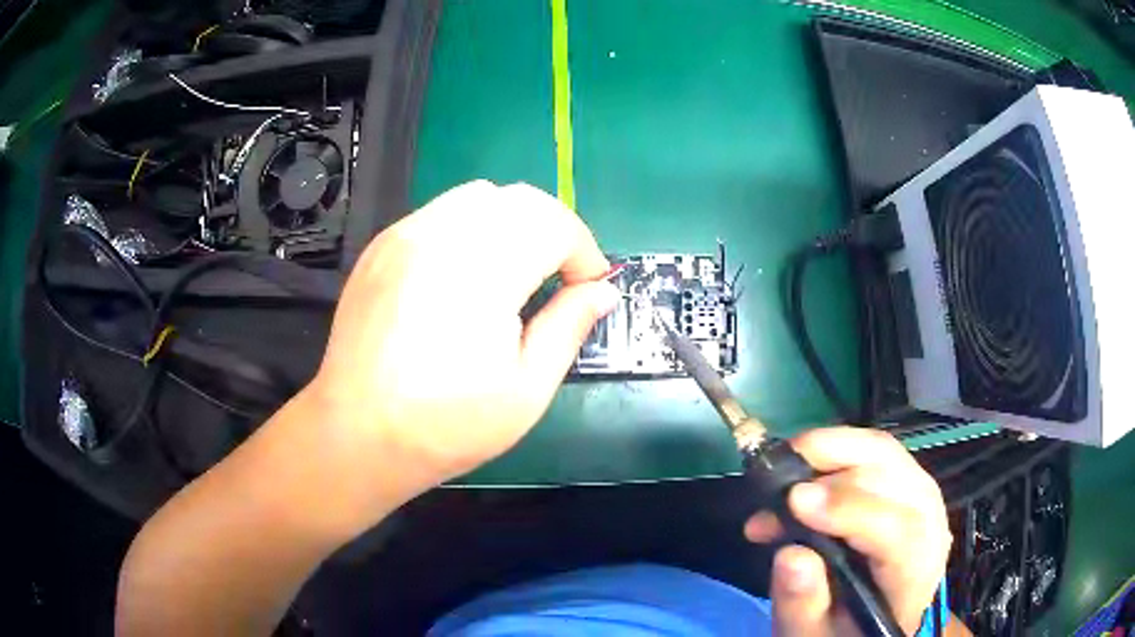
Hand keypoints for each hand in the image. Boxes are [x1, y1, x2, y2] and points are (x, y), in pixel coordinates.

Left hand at [304, 180, 618, 527]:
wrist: (358, 434)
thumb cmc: (445, 425)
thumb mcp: (526, 390)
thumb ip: (568, 328)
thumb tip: (602, 292)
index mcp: (480, 273)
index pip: (553, 223)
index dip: (583, 251)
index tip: (588, 287)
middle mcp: (440, 237)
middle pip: (520, 199)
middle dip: (554, 230)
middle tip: (559, 277)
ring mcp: (404, 237)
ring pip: (478, 196)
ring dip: (513, 223)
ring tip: (514, 273)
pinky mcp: (382, 246)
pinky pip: (440, 213)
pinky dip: (471, 229)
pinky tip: (465, 275)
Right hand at [745, 428, 951, 635]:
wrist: (868, 625)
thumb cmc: (840, 631)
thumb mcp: (812, 633)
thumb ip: (803, 603)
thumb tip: (791, 554)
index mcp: (913, 576)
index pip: (897, 533)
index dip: (850, 510)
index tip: (794, 501)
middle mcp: (929, 529)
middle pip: (896, 478)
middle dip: (835, 465)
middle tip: (777, 475)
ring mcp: (921, 501)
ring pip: (887, 454)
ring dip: (833, 450)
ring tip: (785, 468)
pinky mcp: (905, 486)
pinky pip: (878, 454)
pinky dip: (838, 451)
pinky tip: (805, 468)